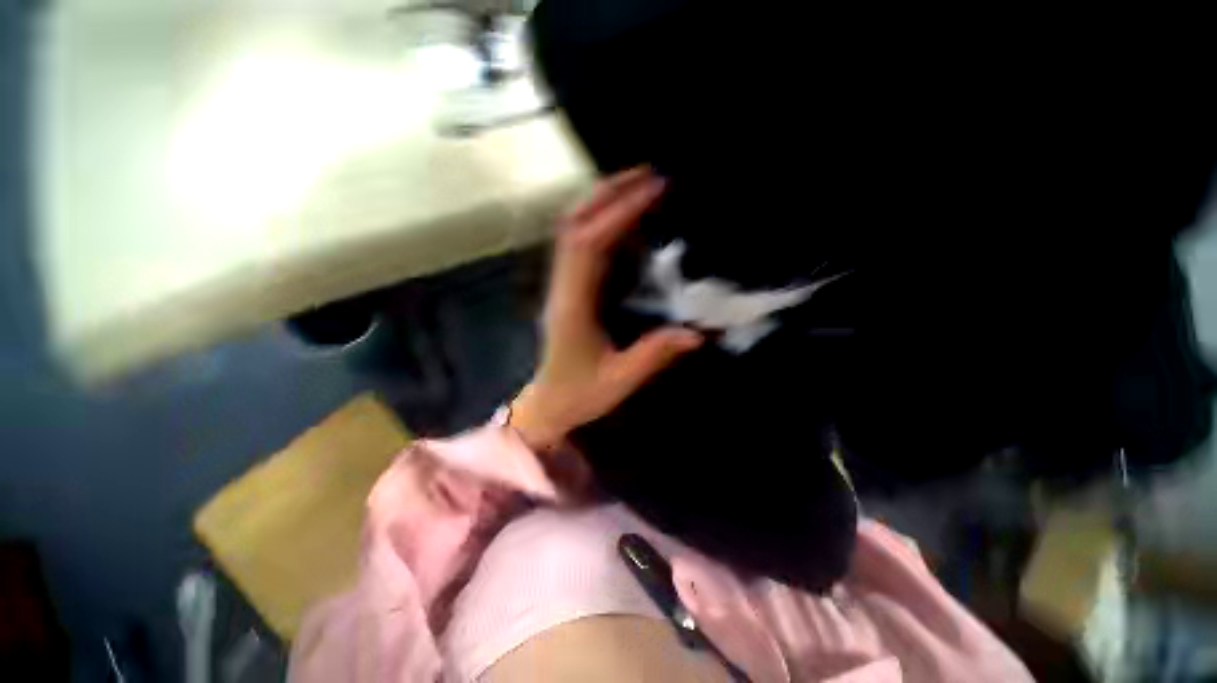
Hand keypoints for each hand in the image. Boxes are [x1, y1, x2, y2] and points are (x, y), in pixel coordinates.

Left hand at [511, 167, 703, 451]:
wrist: (549, 404)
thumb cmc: (580, 395)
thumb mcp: (619, 380)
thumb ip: (655, 355)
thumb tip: (697, 332)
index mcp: (572, 307)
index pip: (589, 245)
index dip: (618, 213)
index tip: (653, 190)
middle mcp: (562, 288)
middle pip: (574, 225)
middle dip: (607, 193)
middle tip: (647, 175)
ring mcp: (562, 286)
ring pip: (572, 230)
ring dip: (602, 202)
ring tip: (638, 186)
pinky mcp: (568, 289)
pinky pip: (579, 245)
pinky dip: (600, 223)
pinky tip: (624, 220)